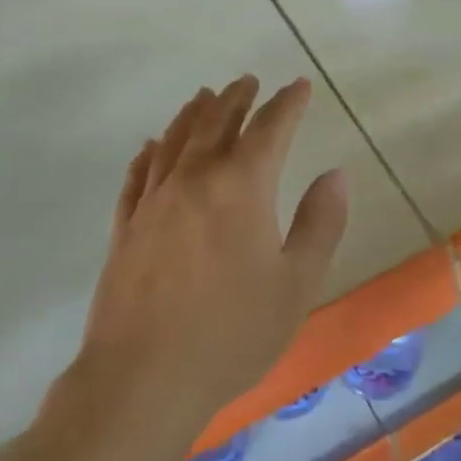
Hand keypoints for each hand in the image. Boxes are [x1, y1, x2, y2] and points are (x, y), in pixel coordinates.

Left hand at [77, 76, 349, 434]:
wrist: (143, 379)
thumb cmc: (232, 333)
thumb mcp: (296, 284)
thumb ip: (320, 223)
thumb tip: (334, 175)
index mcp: (241, 186)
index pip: (269, 128)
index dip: (287, 104)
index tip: (299, 85)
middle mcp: (194, 178)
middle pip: (216, 122)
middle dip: (237, 98)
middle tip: (249, 81)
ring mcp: (154, 200)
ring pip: (175, 140)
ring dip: (193, 113)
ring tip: (204, 96)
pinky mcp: (126, 226)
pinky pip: (138, 175)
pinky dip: (148, 153)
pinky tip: (150, 146)